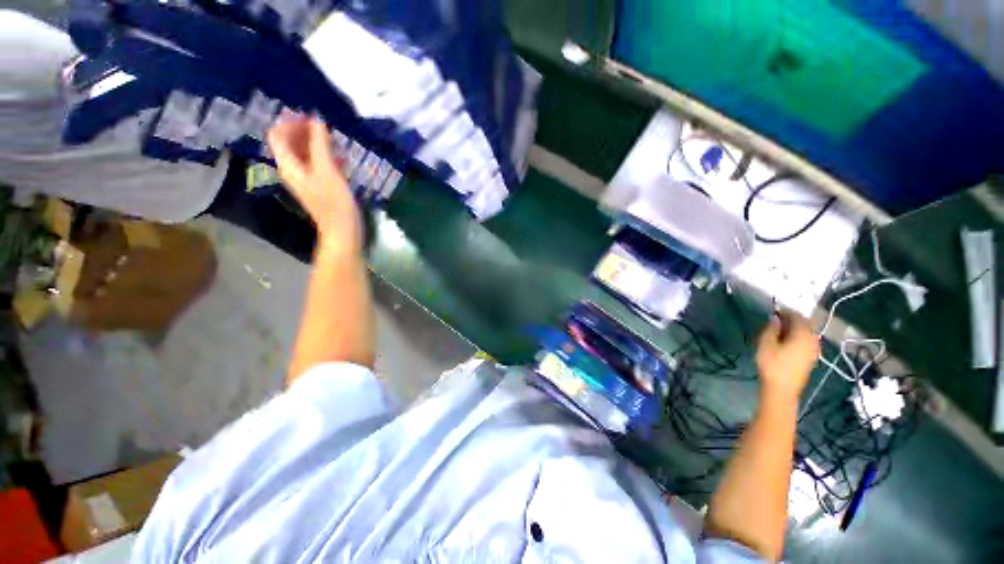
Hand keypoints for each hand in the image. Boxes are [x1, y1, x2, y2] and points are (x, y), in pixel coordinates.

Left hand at [267, 115, 361, 253]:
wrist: (343, 231)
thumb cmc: (335, 202)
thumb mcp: (328, 170)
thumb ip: (320, 144)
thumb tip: (316, 119)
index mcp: (289, 165)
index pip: (277, 135)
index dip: (290, 122)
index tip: (310, 117)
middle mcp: (292, 170)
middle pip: (290, 143)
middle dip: (304, 131)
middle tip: (324, 126)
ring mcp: (306, 179)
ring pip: (304, 153)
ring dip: (316, 143)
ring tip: (334, 139)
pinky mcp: (318, 186)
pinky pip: (316, 165)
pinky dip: (324, 156)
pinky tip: (340, 158)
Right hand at [755, 311, 818, 401]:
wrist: (782, 389)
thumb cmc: (772, 364)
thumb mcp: (766, 343)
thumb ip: (772, 328)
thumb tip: (775, 317)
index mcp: (803, 335)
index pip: (797, 316)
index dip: (786, 311)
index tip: (774, 309)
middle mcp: (812, 340)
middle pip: (805, 324)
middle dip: (792, 318)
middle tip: (777, 317)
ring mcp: (814, 350)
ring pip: (807, 332)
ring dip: (795, 327)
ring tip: (781, 328)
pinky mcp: (811, 357)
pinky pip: (807, 340)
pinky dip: (798, 335)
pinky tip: (788, 339)